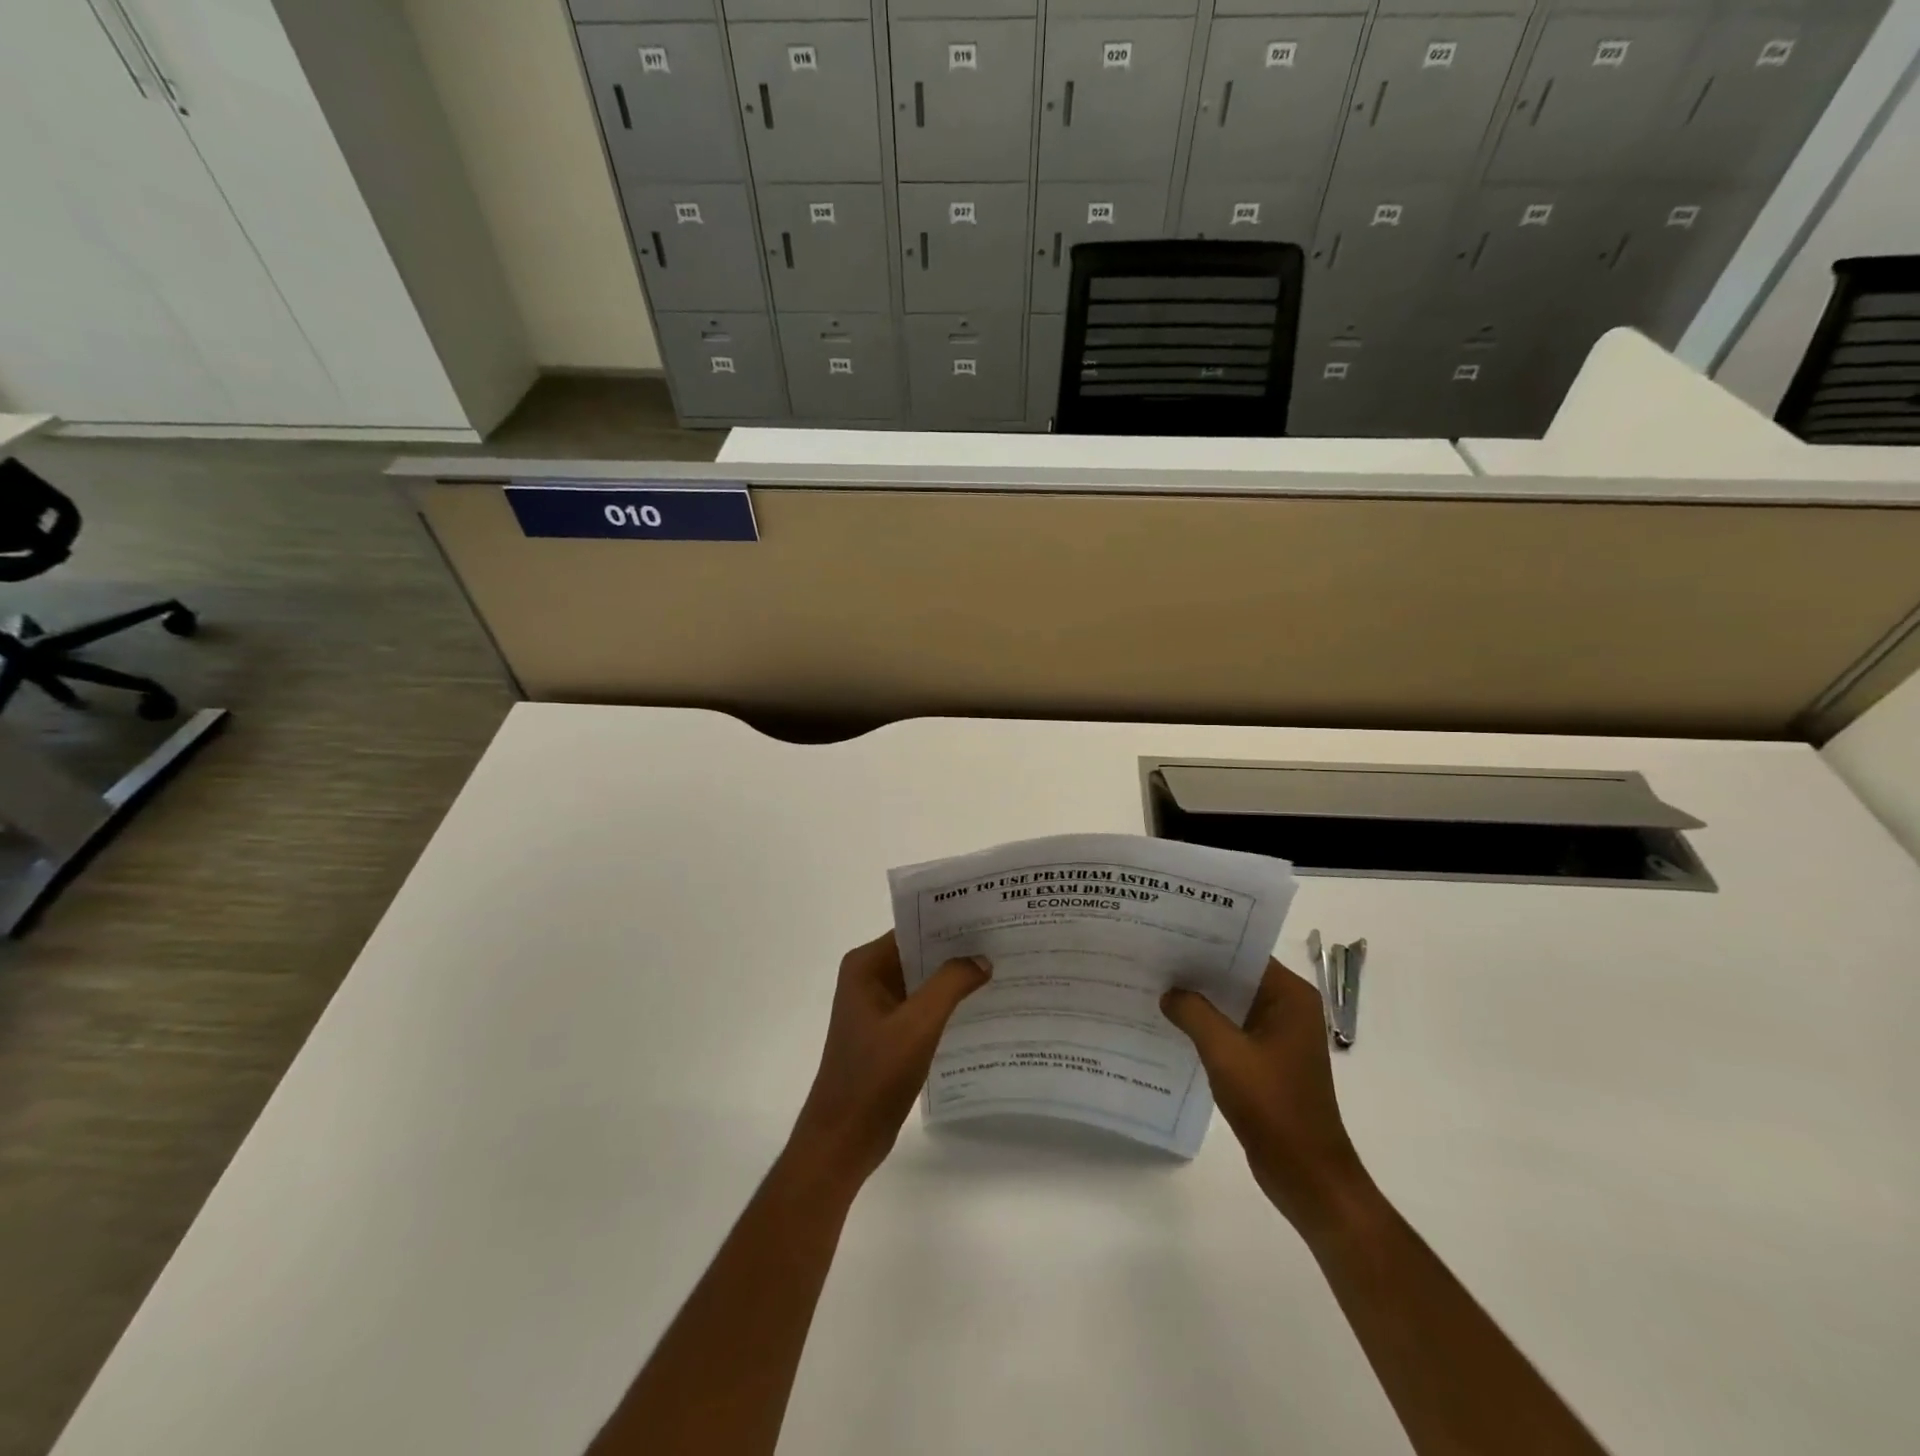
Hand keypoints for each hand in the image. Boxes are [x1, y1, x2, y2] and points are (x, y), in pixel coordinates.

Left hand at [790, 932, 990, 1186]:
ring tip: (1001, 969)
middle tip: (1004, 941)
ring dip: (954, 978)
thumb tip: (981, 958)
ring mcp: (877, 1007)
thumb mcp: (918, 1025)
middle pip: (919, 952)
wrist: (844, 1139)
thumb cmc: (874, 1075)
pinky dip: (946, 1005)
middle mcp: (868, 978)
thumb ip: (950, 984)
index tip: (990, 918)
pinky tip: (980, 1007)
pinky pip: (921, 1007)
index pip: (914, 928)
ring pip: (923, 981)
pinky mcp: (887, 1033)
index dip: (950, 922)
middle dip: (957, 949)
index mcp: (866, 965)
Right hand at [1162, 958, 1368, 1231]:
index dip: (1207, 942)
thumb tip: (1169, 992)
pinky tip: (1171, 1022)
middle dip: (1198, 969)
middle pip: (1236, 975)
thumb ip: (1194, 1013)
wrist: (1306, 1175)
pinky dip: (1206, 1024)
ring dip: (1200, 998)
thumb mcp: (1225, 1053)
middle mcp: (1289, 1008)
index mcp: (1291, 997)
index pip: (1244, 952)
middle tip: (1153, 955)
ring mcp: (1278, 1035)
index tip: (1168, 933)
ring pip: (1231, 1003)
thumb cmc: (1272, 1106)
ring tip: (1155, 983)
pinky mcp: (1267, 1060)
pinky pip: (1231, 1029)